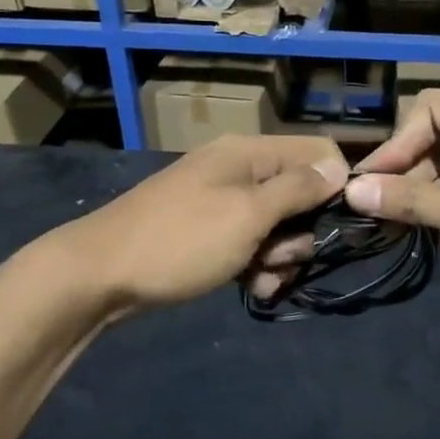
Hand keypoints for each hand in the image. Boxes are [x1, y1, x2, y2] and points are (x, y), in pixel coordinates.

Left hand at [53, 135, 348, 316]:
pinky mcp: (209, 232)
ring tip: (261, 278)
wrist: (100, 274)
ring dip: (280, 257)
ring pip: (278, 226)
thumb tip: (339, 166)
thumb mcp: (248, 214)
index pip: (317, 151)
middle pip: (301, 193)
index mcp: (249, 153)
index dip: (335, 185)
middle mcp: (239, 170)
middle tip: (280, 257)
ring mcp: (222, 202)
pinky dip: (257, 266)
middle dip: (302, 233)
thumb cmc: (182, 240)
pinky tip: (252, 288)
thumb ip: (297, 189)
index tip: (337, 224)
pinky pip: (251, 244)